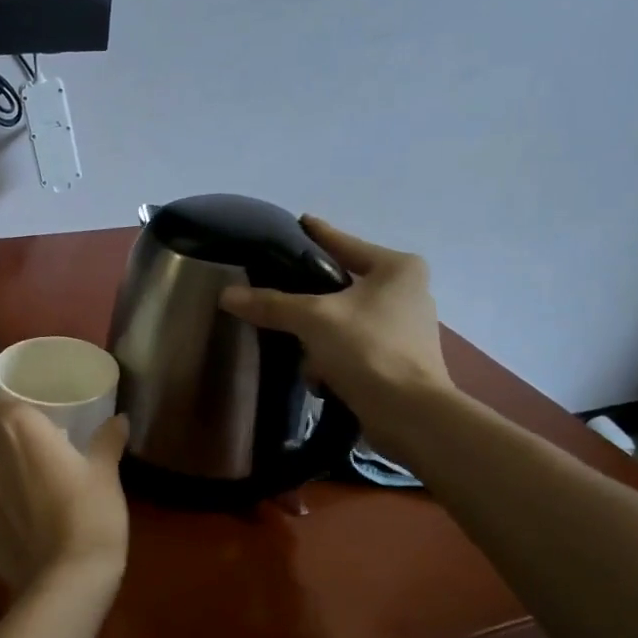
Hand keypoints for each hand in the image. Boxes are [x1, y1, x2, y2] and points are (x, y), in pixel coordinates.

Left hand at [0, 403, 129, 591]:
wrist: (69, 580)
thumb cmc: (91, 513)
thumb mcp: (106, 473)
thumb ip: (107, 440)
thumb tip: (119, 419)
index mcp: (19, 432)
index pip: (4, 404)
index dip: (19, 411)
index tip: (40, 422)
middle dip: (14, 451)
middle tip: (44, 464)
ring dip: (4, 487)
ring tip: (34, 503)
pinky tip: (23, 535)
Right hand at [219, 217, 452, 425]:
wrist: (410, 414)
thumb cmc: (368, 349)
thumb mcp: (313, 319)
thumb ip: (271, 304)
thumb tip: (227, 295)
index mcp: (397, 268)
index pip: (344, 243)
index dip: (317, 234)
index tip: (298, 222)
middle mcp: (408, 291)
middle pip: (343, 284)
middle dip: (311, 299)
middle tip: (278, 293)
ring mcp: (406, 328)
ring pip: (345, 320)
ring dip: (320, 337)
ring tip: (299, 350)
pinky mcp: (400, 360)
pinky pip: (354, 347)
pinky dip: (334, 359)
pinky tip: (320, 376)